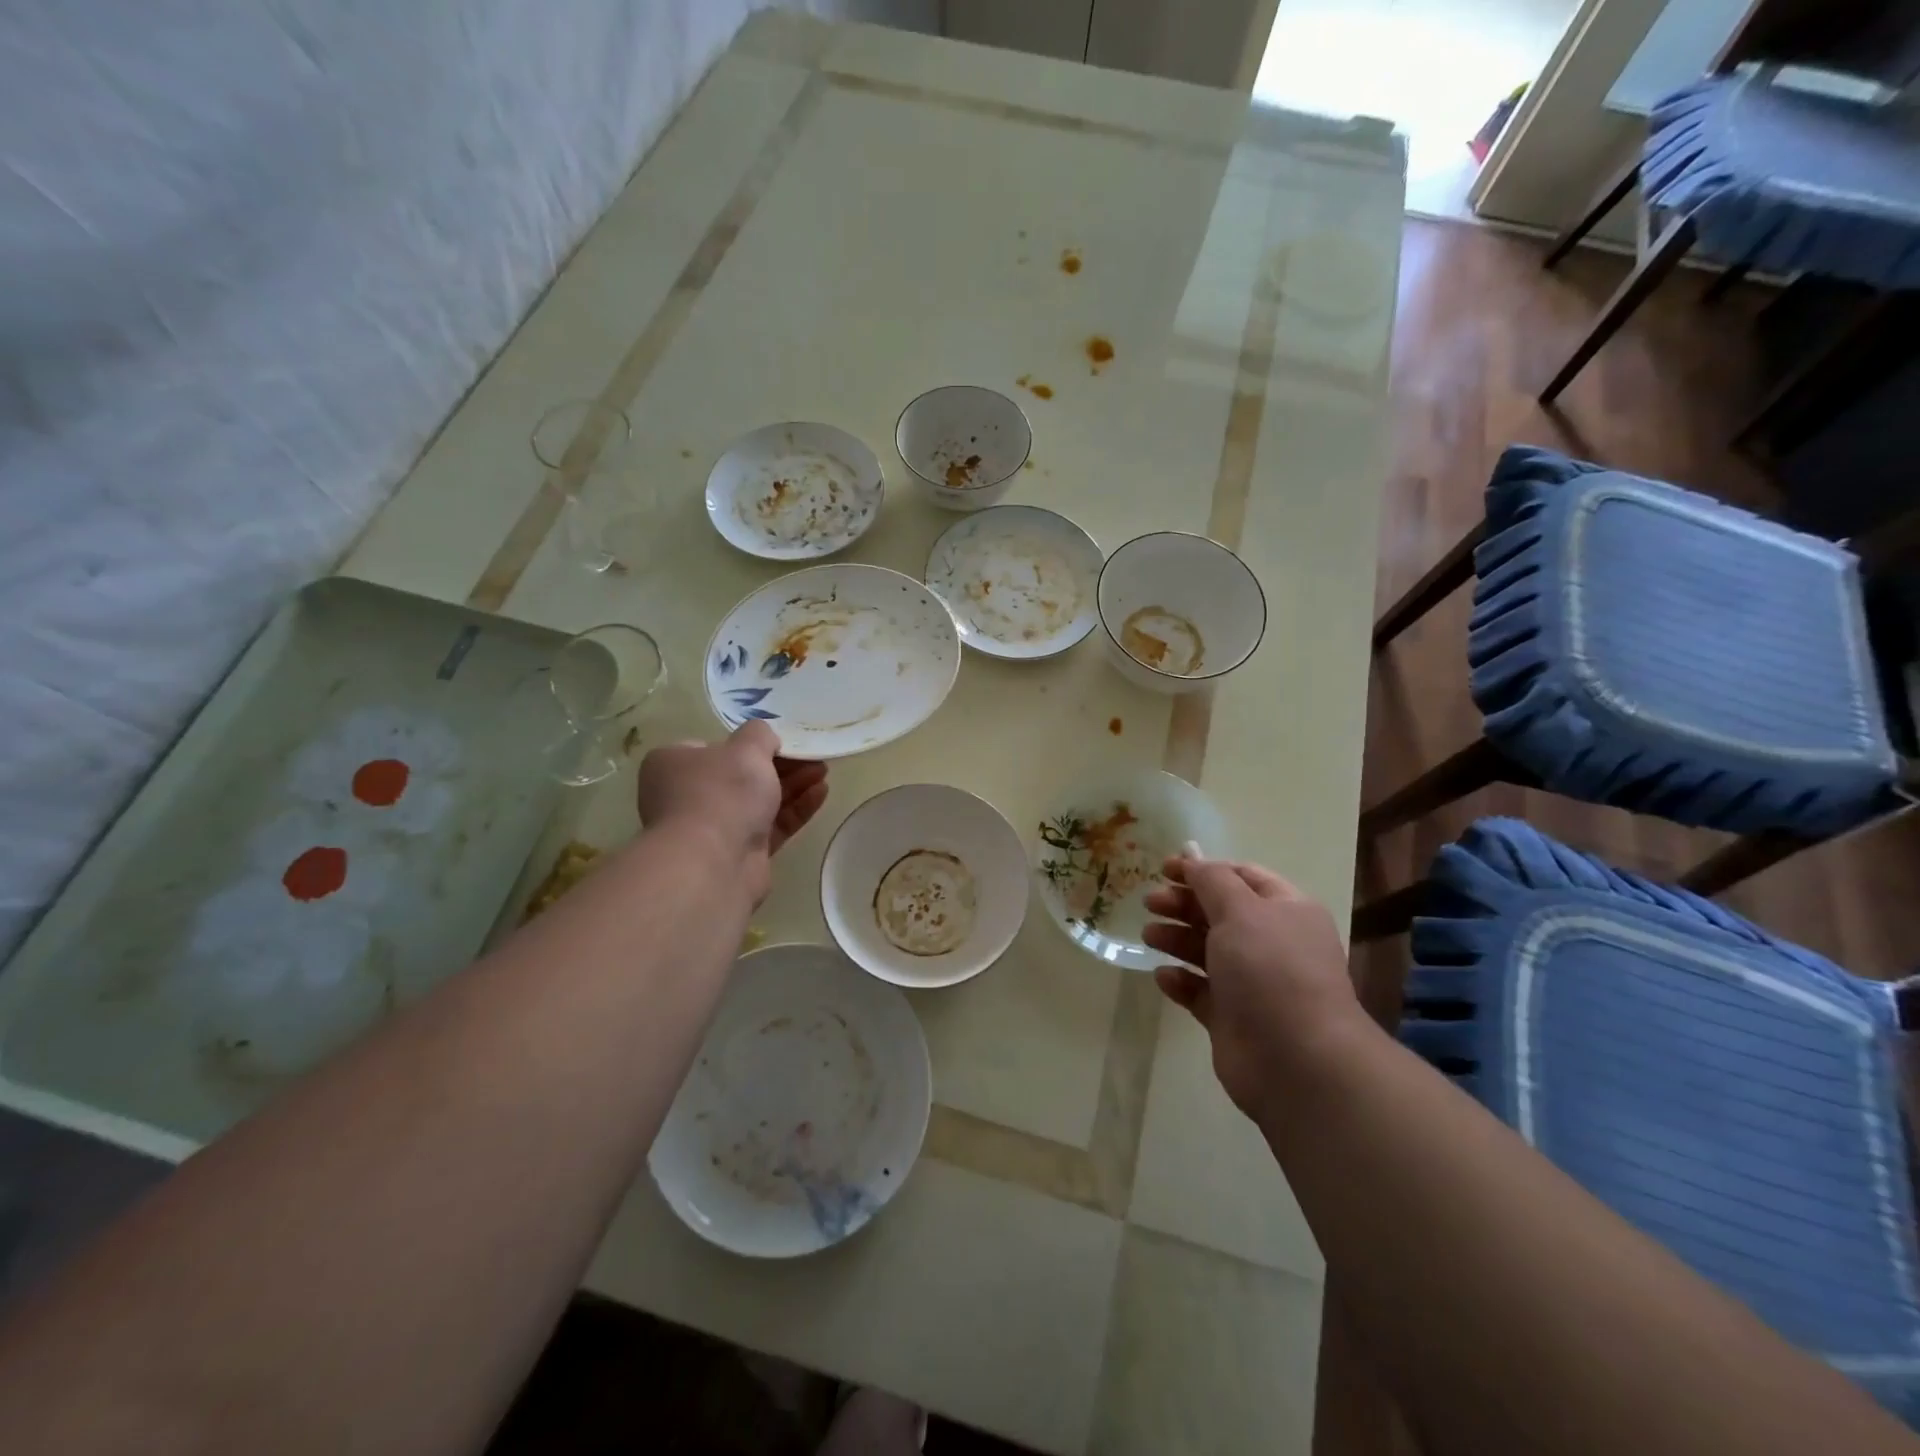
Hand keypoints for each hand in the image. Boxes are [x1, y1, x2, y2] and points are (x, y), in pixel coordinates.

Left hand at [636, 722, 828, 903]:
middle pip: (741, 774)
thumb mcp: (746, 748)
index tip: (780, 741)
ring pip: (759, 801)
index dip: (747, 743)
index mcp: (674, 764)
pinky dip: (795, 809)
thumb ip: (760, 734)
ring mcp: (714, 827)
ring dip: (793, 785)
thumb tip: (764, 738)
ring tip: (824, 772)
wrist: (713, 864)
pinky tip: (821, 794)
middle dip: (781, 764)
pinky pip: (772, 825)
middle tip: (812, 756)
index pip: (712, 747)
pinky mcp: (740, 852)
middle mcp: (688, 795)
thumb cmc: (722, 793)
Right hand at [1143, 857, 1359, 1120]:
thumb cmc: (1270, 970)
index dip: (1203, 869)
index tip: (1164, 869)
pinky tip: (1164, 976)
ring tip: (1149, 937)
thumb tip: (1193, 859)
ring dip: (1176, 939)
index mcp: (1285, 910)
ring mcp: (1252, 983)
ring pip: (1207, 951)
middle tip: (1151, 903)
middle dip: (1184, 904)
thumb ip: (1211, 880)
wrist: (1296, 1060)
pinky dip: (1181, 980)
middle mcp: (1271, 943)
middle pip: (1220, 912)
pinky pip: (1200, 991)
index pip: (1242, 877)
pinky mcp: (1232, 1017)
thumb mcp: (1240, 910)